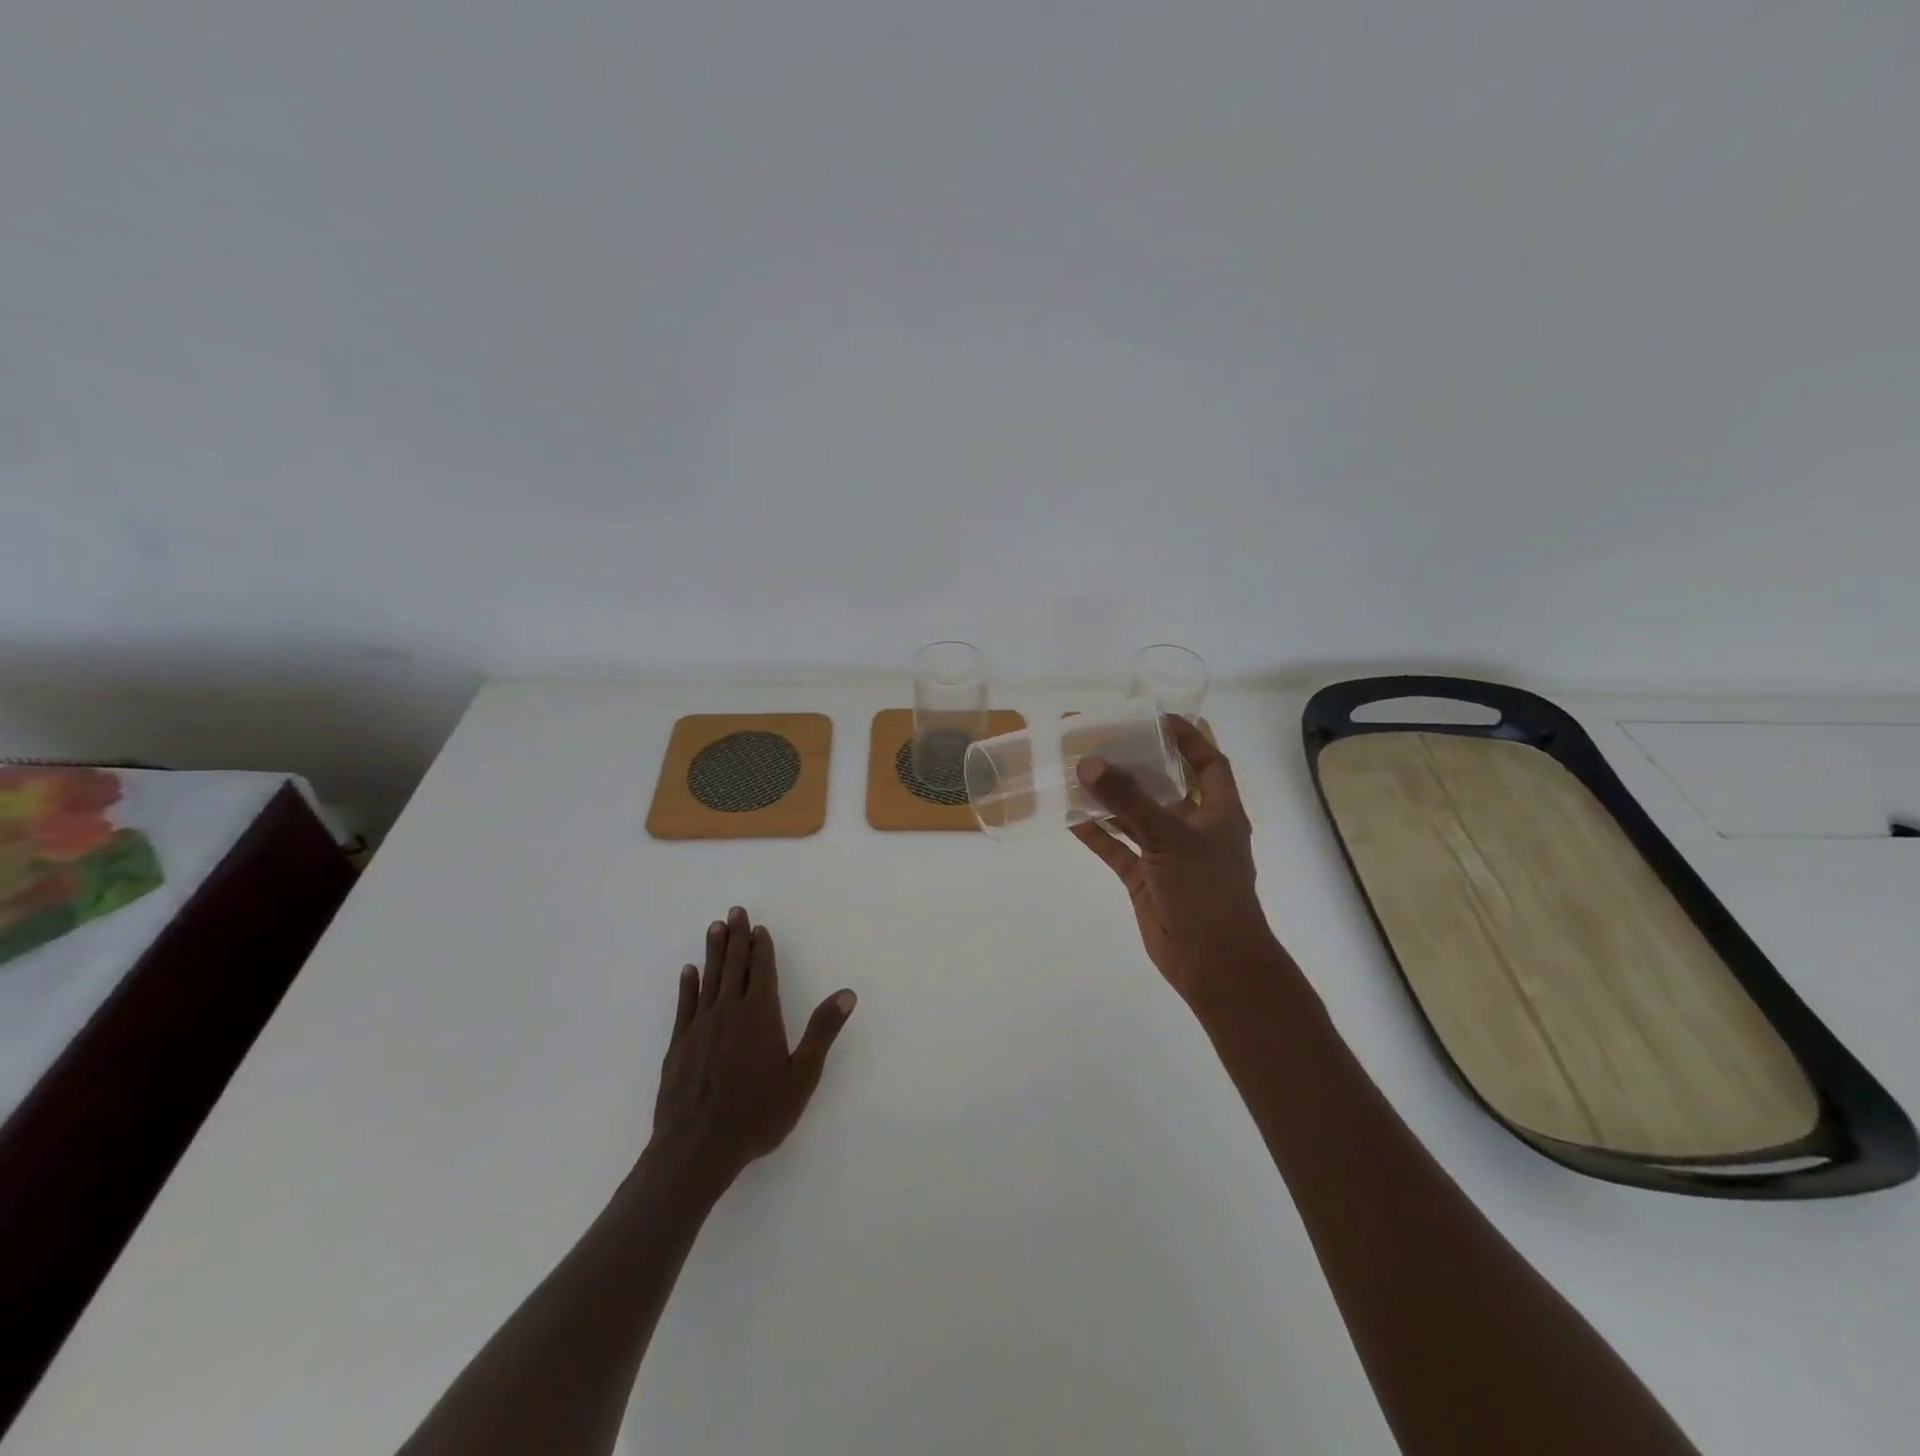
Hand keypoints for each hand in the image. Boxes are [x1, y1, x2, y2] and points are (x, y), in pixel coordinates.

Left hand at [650, 907, 855, 1187]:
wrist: (697, 1148)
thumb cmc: (757, 1113)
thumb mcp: (802, 1075)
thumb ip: (823, 1031)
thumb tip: (847, 993)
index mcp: (760, 1015)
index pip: (763, 971)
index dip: (762, 947)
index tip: (759, 928)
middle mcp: (729, 1011)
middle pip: (734, 966)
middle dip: (736, 937)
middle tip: (735, 911)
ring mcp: (700, 1026)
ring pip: (709, 978)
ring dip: (713, 951)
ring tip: (715, 927)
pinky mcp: (678, 1045)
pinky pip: (685, 1005)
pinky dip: (688, 985)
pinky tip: (689, 971)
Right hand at [1071, 717, 1277, 1005]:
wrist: (1212, 961)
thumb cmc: (1205, 890)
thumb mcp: (1169, 837)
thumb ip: (1128, 801)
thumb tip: (1089, 763)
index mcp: (1218, 812)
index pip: (1208, 763)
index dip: (1188, 739)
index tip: (1157, 719)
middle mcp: (1194, 828)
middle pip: (1166, 786)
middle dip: (1139, 765)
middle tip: (1106, 741)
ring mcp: (1168, 854)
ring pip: (1136, 817)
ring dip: (1113, 799)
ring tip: (1081, 772)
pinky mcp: (1145, 878)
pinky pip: (1117, 848)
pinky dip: (1097, 834)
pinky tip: (1071, 817)